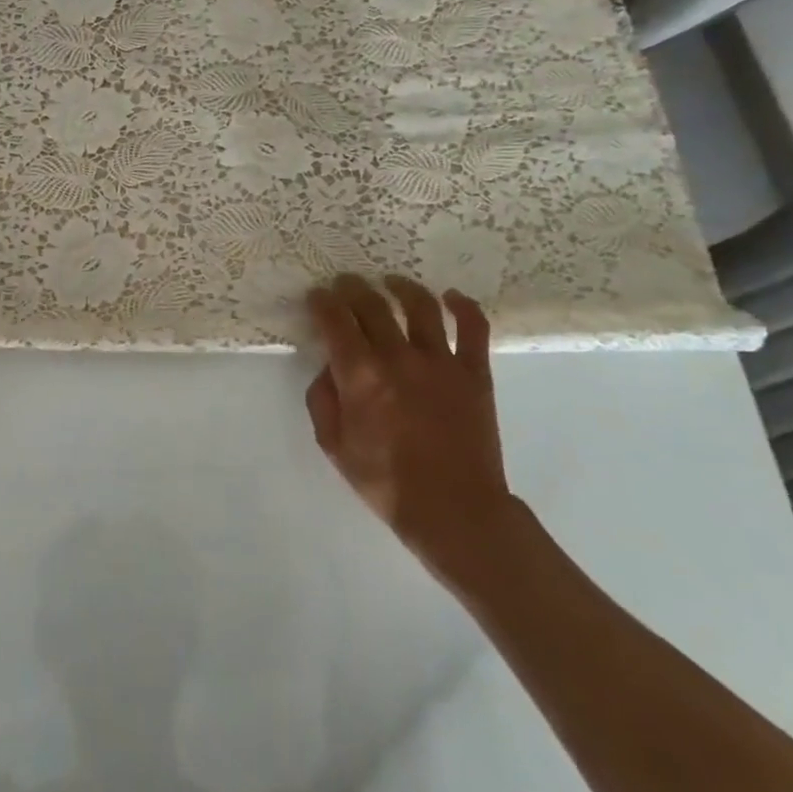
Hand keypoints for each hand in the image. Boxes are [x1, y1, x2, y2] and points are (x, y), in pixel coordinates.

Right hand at [305, 274, 515, 585]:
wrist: (454, 510)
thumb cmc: (385, 481)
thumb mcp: (333, 445)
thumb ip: (322, 399)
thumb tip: (328, 367)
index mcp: (360, 376)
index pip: (335, 320)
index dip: (322, 302)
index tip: (317, 296)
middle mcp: (398, 358)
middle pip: (372, 305)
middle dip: (353, 289)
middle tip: (345, 283)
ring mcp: (441, 362)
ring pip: (420, 306)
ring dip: (401, 287)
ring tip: (391, 281)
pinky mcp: (475, 372)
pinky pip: (474, 328)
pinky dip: (463, 306)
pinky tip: (450, 297)